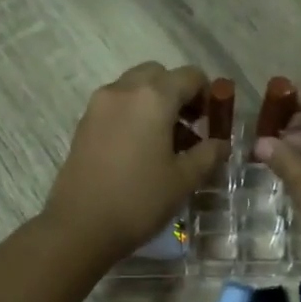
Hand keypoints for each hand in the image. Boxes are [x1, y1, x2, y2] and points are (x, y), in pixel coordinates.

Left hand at [43, 63, 229, 266]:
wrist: (81, 226)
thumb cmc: (140, 200)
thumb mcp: (184, 179)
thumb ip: (208, 153)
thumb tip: (220, 143)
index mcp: (153, 97)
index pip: (190, 76)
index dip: (207, 95)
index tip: (213, 123)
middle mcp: (124, 90)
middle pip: (158, 75)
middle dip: (178, 94)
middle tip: (190, 128)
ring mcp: (99, 105)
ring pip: (134, 88)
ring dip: (155, 104)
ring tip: (166, 144)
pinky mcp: (84, 123)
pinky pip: (116, 106)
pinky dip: (133, 115)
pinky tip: (140, 151)